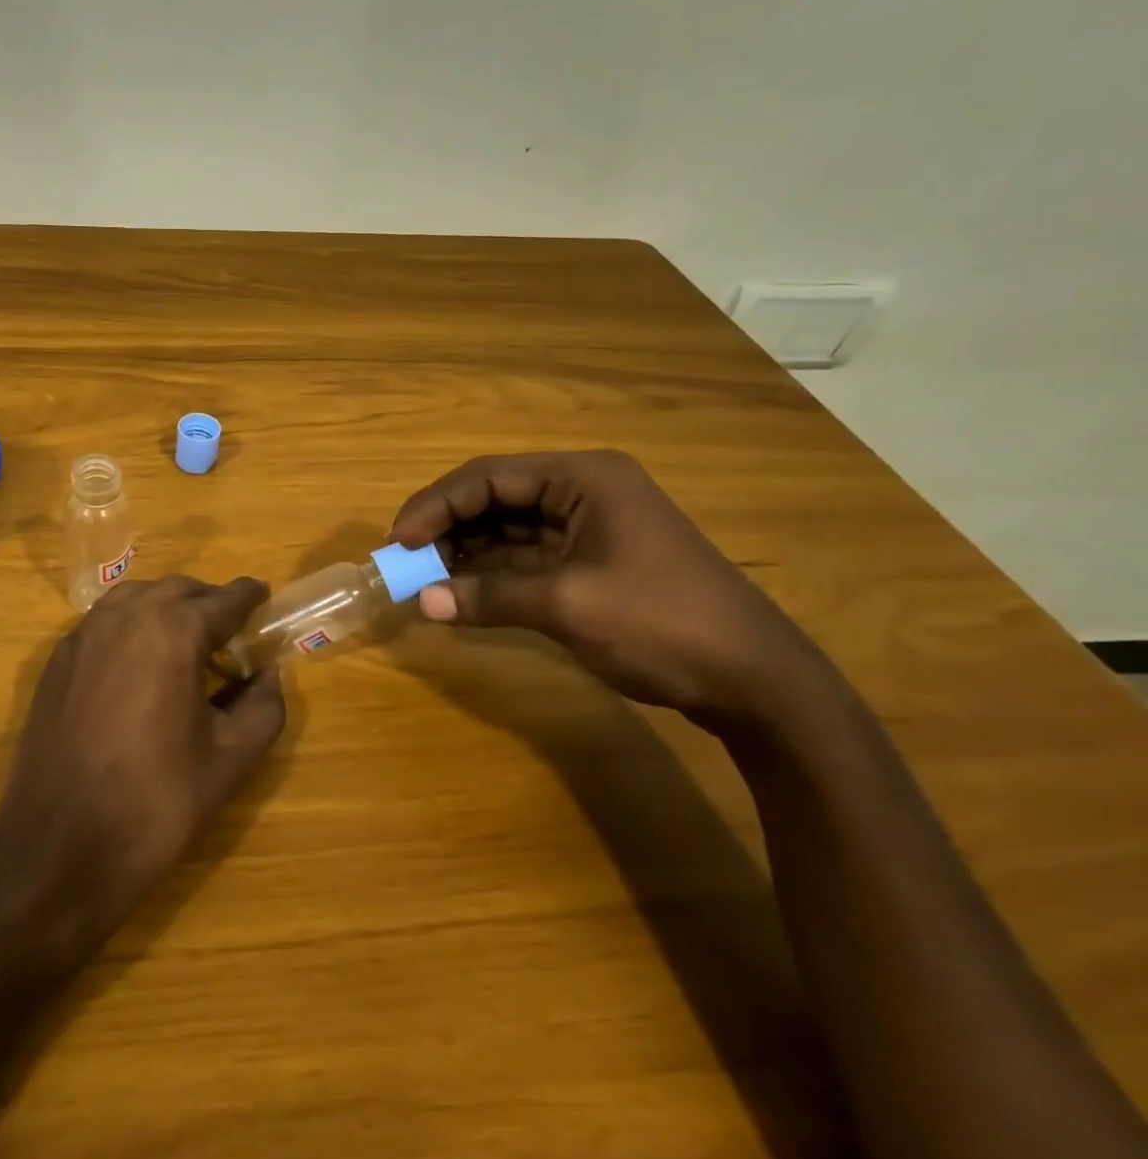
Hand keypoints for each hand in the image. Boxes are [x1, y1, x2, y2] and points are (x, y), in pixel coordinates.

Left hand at [0, 575, 285, 955]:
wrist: (60, 848)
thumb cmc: (155, 803)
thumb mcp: (230, 760)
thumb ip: (264, 707)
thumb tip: (269, 674)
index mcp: (172, 632)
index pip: (223, 600)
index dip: (248, 596)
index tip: (264, 595)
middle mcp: (125, 616)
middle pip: (178, 589)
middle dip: (208, 601)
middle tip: (230, 630)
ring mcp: (84, 634)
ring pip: (136, 596)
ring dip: (167, 606)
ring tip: (186, 640)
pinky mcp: (58, 659)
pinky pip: (104, 620)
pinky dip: (131, 623)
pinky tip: (139, 659)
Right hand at [390, 450, 836, 729]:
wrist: (757, 682)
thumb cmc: (662, 623)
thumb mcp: (568, 606)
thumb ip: (489, 596)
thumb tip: (423, 602)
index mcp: (583, 478)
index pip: (489, 477)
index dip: (436, 505)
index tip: (399, 541)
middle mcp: (583, 490)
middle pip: (495, 496)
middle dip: (448, 526)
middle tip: (406, 560)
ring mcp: (590, 525)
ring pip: (508, 526)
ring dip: (467, 550)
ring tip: (427, 578)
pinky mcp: (593, 560)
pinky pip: (526, 554)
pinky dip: (493, 571)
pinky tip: (463, 590)